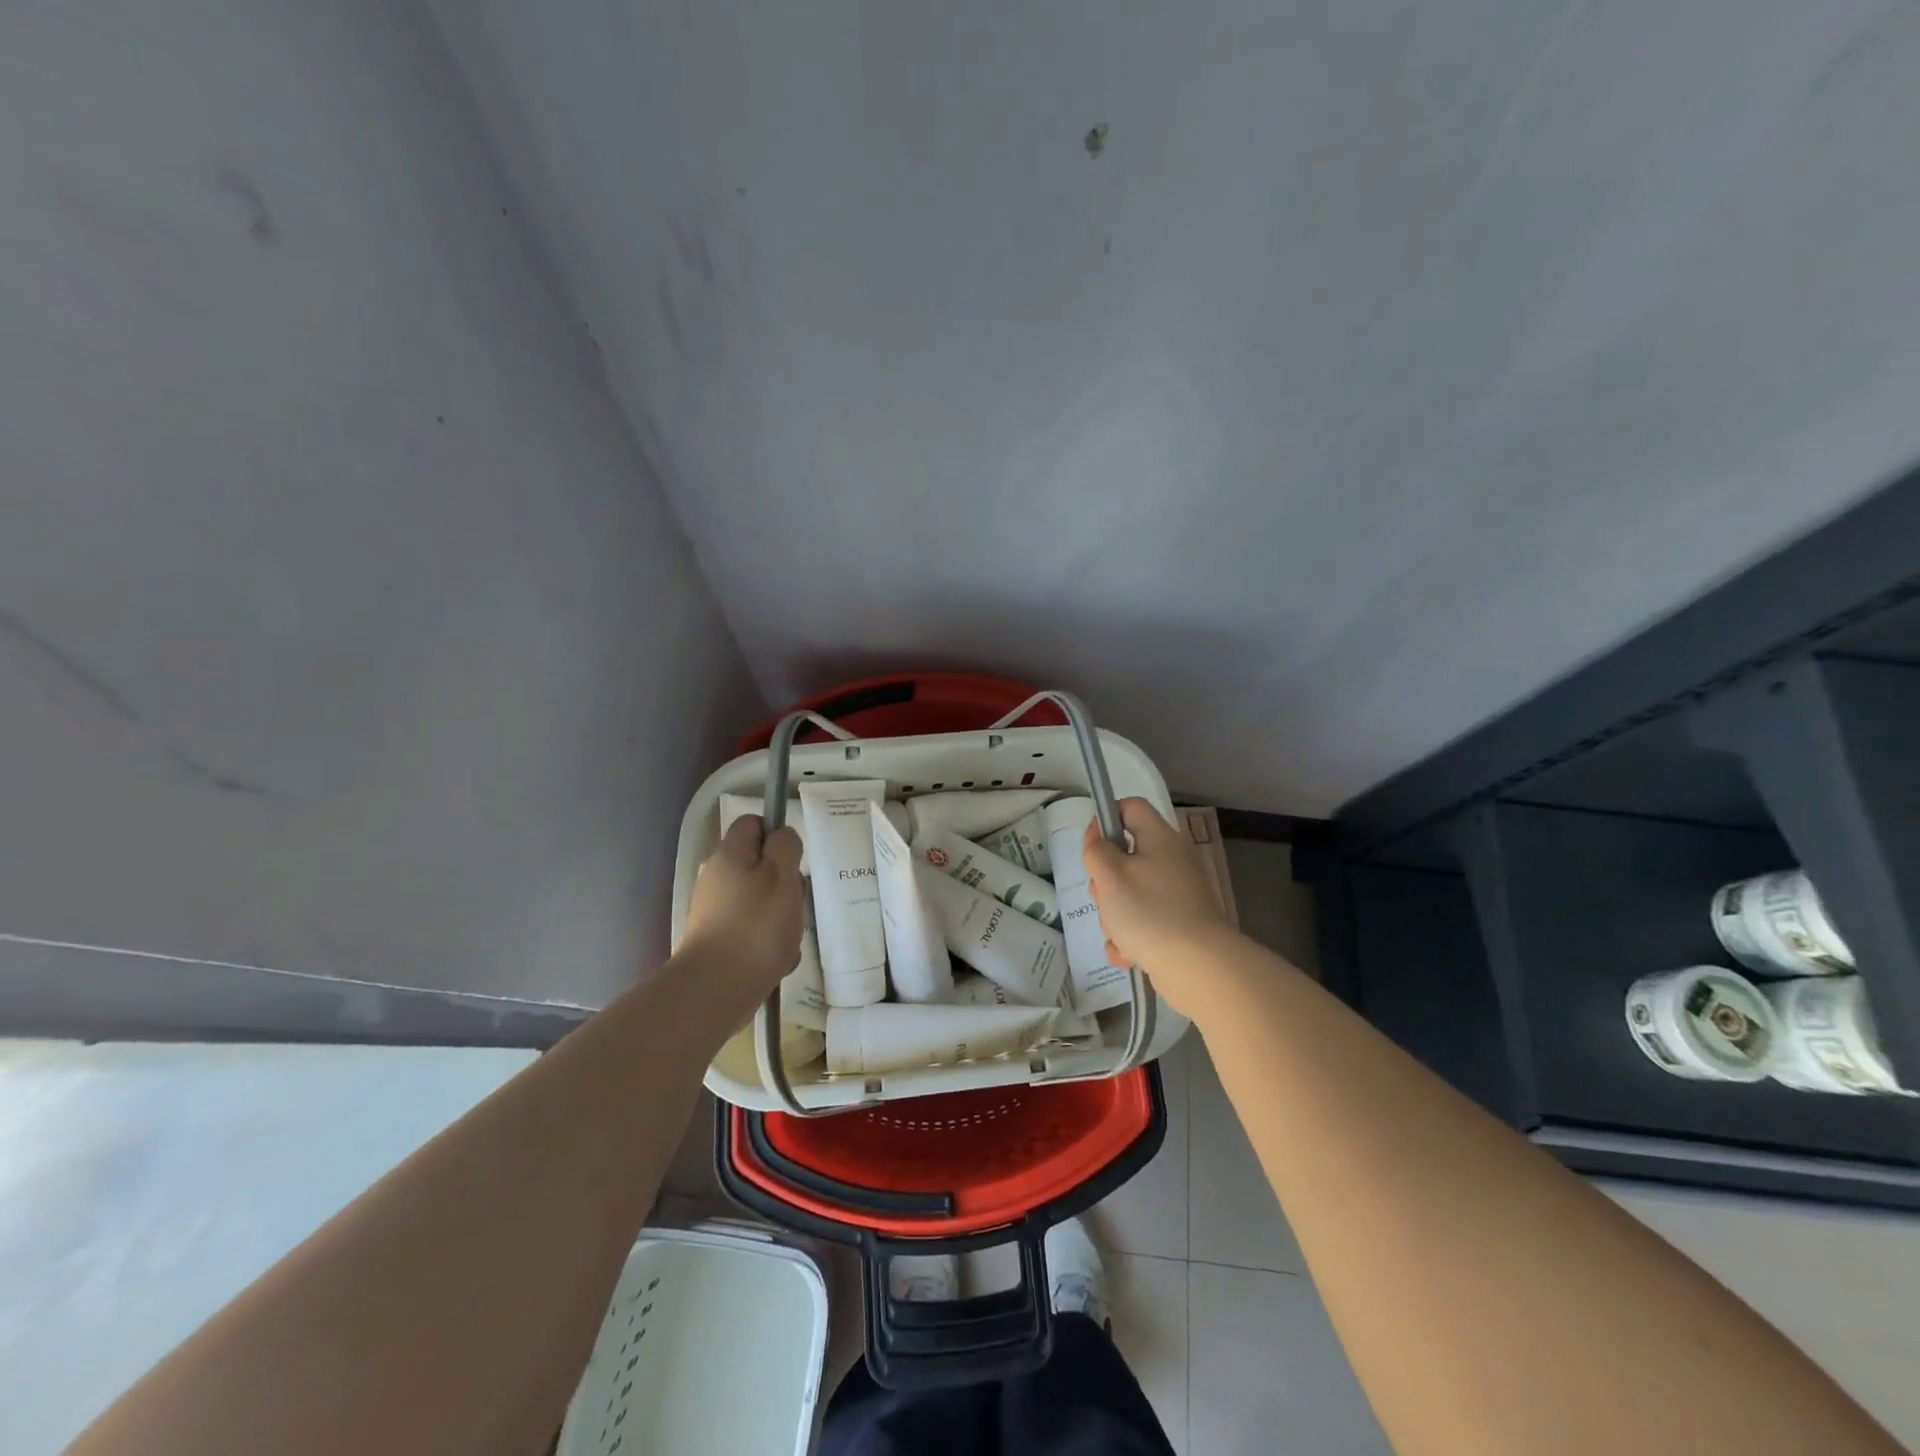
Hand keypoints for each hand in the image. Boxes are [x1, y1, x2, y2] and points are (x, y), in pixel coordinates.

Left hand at [682, 815, 805, 998]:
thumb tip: (781, 836)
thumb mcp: (782, 875)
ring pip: (761, 901)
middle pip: (760, 866)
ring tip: (788, 938)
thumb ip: (786, 847)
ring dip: (781, 916)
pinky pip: (753, 932)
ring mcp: (715, 912)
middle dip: (785, 883)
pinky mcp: (718, 942)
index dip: (776, 834)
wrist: (716, 989)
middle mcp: (717, 878)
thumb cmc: (756, 925)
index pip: (753, 824)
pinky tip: (778, 961)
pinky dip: (769, 943)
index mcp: (730, 854)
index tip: (794, 859)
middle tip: (795, 902)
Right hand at [1083, 798, 1233, 1007]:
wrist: (1198, 967)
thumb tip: (1099, 838)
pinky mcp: (1178, 925)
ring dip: (1114, 916)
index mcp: (1160, 838)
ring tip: (1120, 934)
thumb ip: (1097, 850)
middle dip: (1105, 881)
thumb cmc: (1150, 912)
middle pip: (1125, 856)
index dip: (1106, 819)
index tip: (1091, 846)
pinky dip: (1130, 939)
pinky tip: (1127, 955)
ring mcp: (1177, 895)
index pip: (1130, 807)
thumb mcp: (1110, 875)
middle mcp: (1172, 861)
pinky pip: (1142, 922)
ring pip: (1129, 894)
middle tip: (1105, 898)